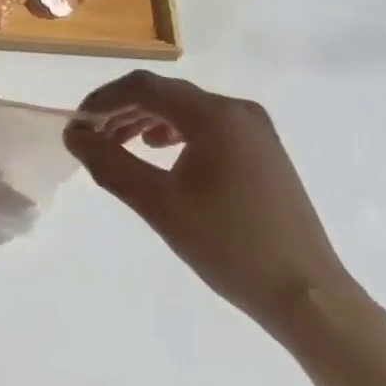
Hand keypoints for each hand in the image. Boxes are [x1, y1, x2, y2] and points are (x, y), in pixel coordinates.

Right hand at [65, 71, 355, 338]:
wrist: (310, 298)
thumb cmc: (230, 248)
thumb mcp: (159, 205)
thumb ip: (110, 164)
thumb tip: (74, 135)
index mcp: (213, 115)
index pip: (144, 87)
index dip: (104, 99)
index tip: (78, 123)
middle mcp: (236, 109)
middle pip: (165, 94)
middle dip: (123, 110)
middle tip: (93, 136)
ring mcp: (255, 129)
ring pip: (186, 109)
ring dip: (147, 121)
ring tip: (120, 144)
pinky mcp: (264, 150)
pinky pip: (208, 125)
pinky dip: (177, 132)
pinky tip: (162, 152)